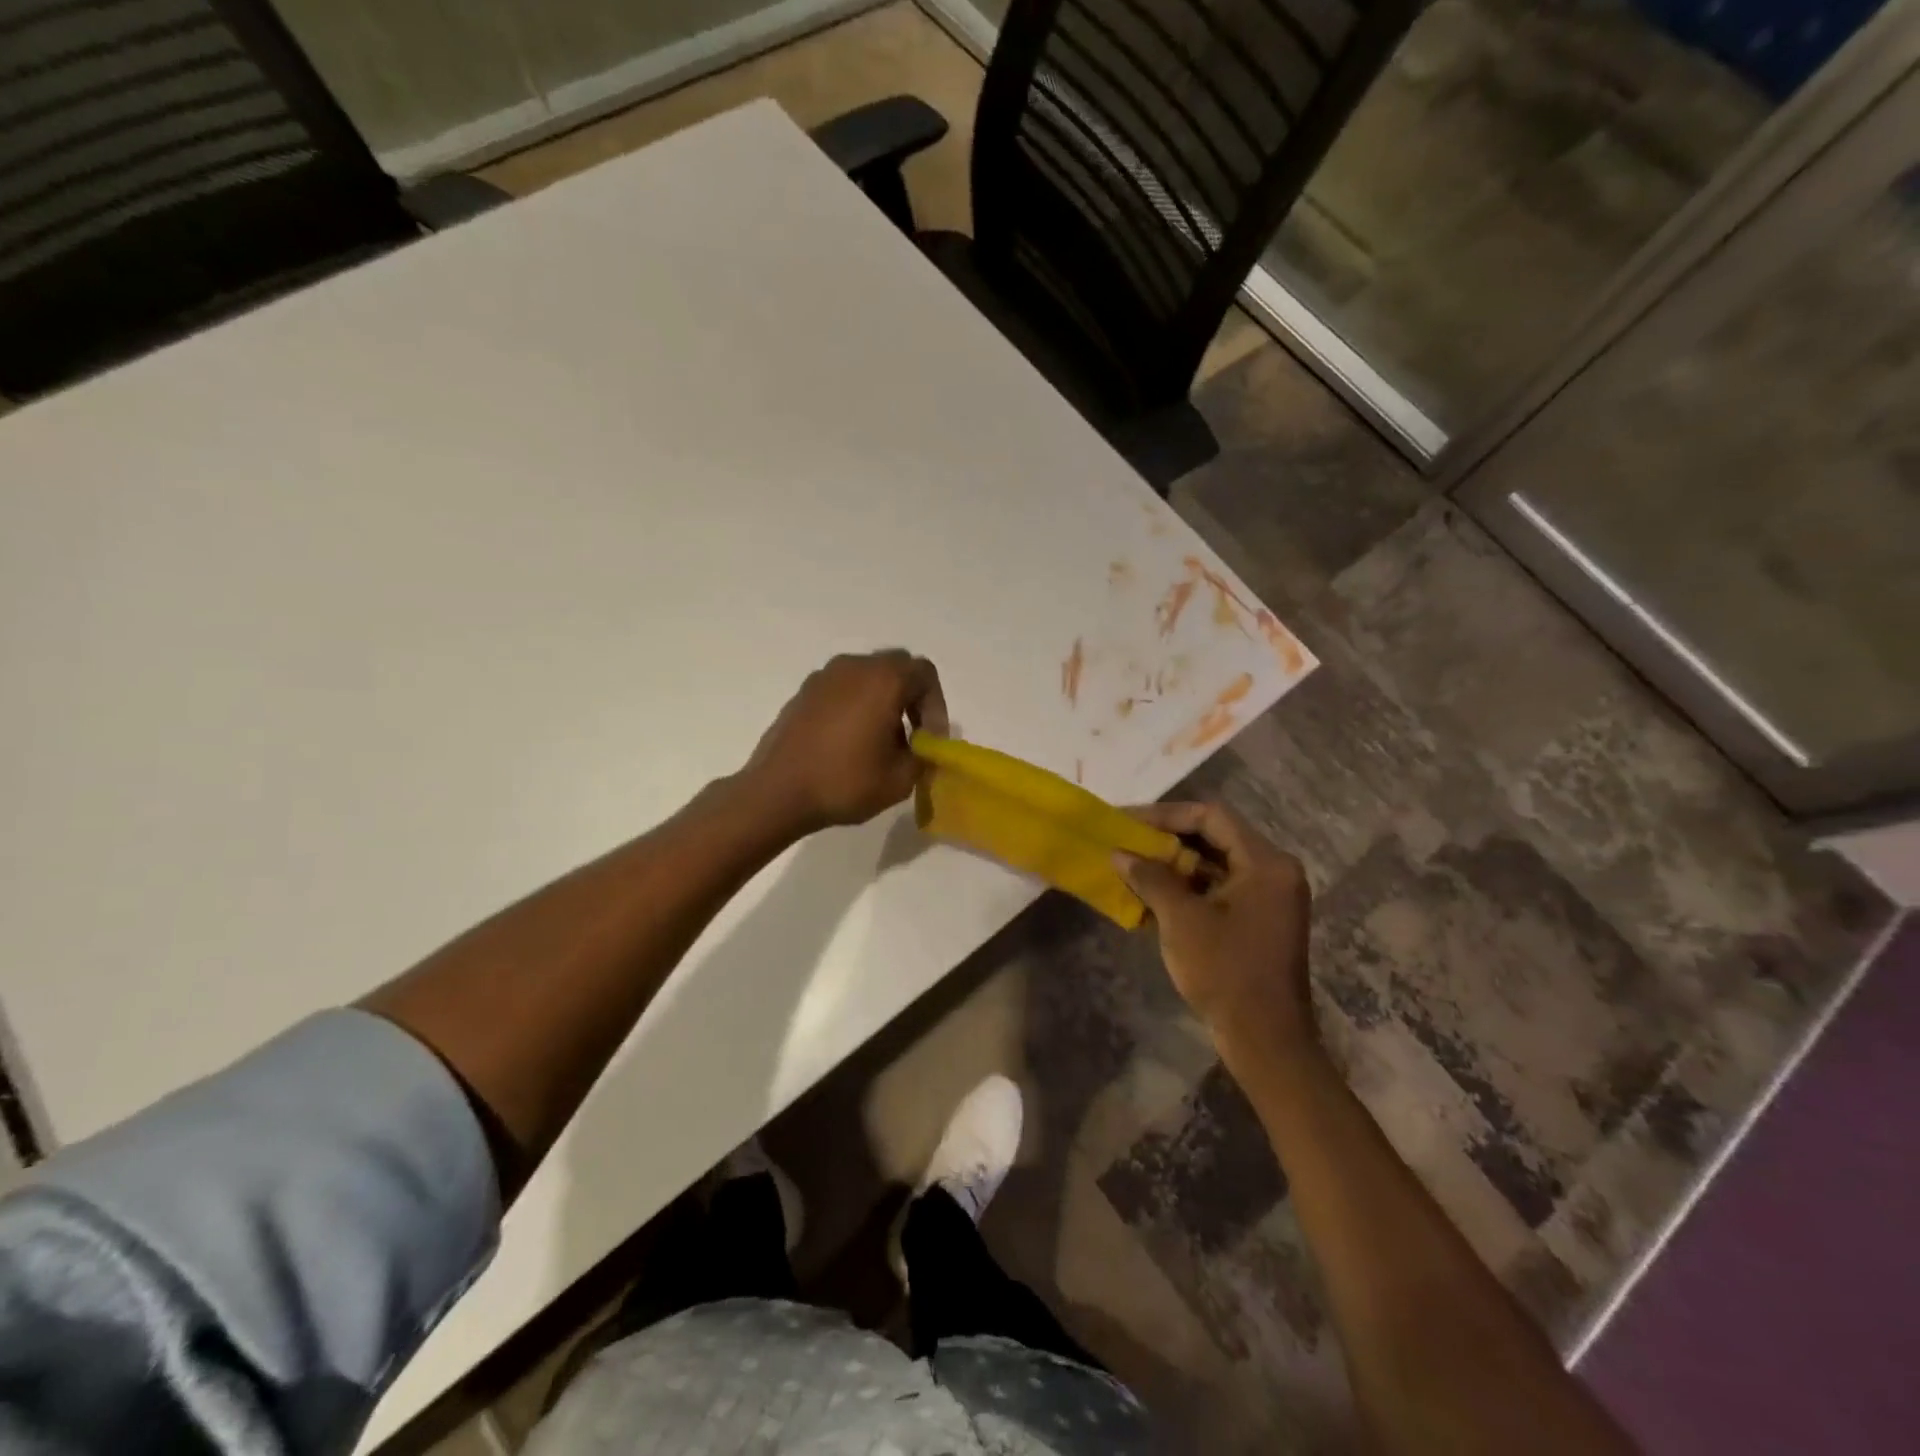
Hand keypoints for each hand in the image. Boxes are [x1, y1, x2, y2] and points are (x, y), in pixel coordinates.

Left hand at [742, 650, 948, 835]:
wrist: (777, 792)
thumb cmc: (844, 782)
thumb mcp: (900, 780)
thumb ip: (923, 756)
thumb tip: (922, 747)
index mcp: (883, 680)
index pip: (925, 673)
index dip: (936, 705)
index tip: (929, 739)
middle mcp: (854, 667)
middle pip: (897, 668)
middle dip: (911, 699)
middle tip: (912, 736)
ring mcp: (824, 677)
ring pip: (868, 677)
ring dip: (882, 701)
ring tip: (879, 742)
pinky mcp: (803, 693)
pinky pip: (842, 689)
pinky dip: (855, 706)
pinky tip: (849, 742)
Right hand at [1117, 802, 1315, 1067]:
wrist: (1265, 1040)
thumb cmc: (1225, 972)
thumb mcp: (1181, 920)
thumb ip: (1151, 878)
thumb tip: (1119, 853)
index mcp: (1266, 863)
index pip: (1211, 816)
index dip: (1166, 814)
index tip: (1128, 822)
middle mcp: (1274, 871)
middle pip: (1215, 836)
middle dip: (1168, 837)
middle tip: (1127, 839)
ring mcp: (1269, 897)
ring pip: (1216, 863)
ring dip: (1175, 863)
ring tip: (1133, 864)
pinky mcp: (1259, 919)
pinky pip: (1220, 888)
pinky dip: (1188, 887)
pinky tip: (1153, 893)